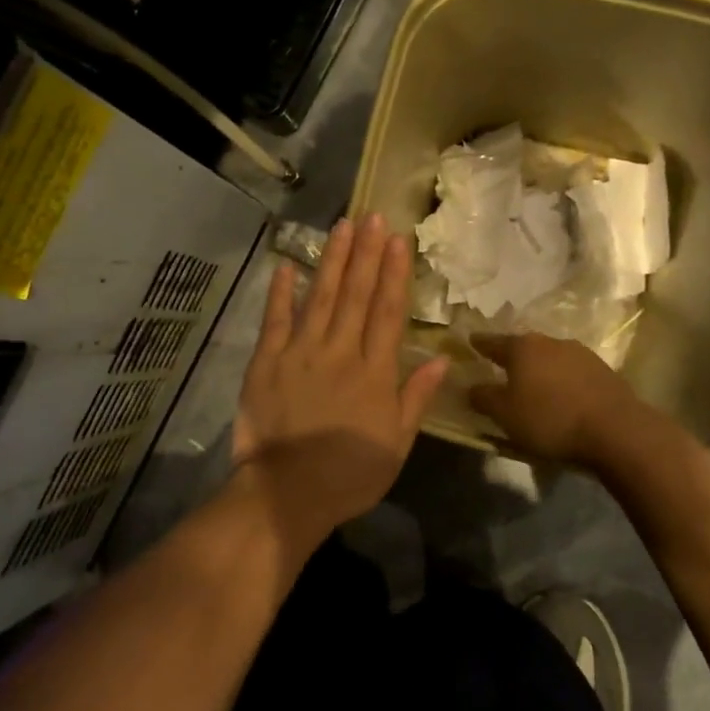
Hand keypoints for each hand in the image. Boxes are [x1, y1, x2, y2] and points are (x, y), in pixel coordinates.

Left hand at [231, 213, 449, 541]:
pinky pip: (276, 320)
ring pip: (321, 297)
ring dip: (333, 260)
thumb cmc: (350, 474)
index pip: (388, 312)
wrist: (288, 493)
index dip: (395, 273)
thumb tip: (442, 359)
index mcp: (374, 372)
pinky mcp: (267, 362)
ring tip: (342, 226)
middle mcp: (340, 352)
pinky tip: (289, 265)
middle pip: (357, 295)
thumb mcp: (397, 444)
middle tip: (373, 216)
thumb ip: (416, 398)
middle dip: (367, 253)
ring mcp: (300, 353)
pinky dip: (281, 292)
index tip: (398, 240)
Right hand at [468, 332, 645, 465]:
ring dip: (540, 368)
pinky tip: (561, 395)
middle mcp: (550, 342)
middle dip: (512, 356)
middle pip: (524, 347)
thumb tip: (470, 387)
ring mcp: (580, 353)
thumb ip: (484, 398)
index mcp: (522, 348)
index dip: (480, 344)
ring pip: (550, 357)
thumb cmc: (550, 419)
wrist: (615, 429)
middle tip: (501, 366)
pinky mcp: (602, 370)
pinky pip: (571, 371)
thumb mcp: (505, 414)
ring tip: (533, 384)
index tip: (471, 341)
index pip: (493, 342)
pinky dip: (561, 379)